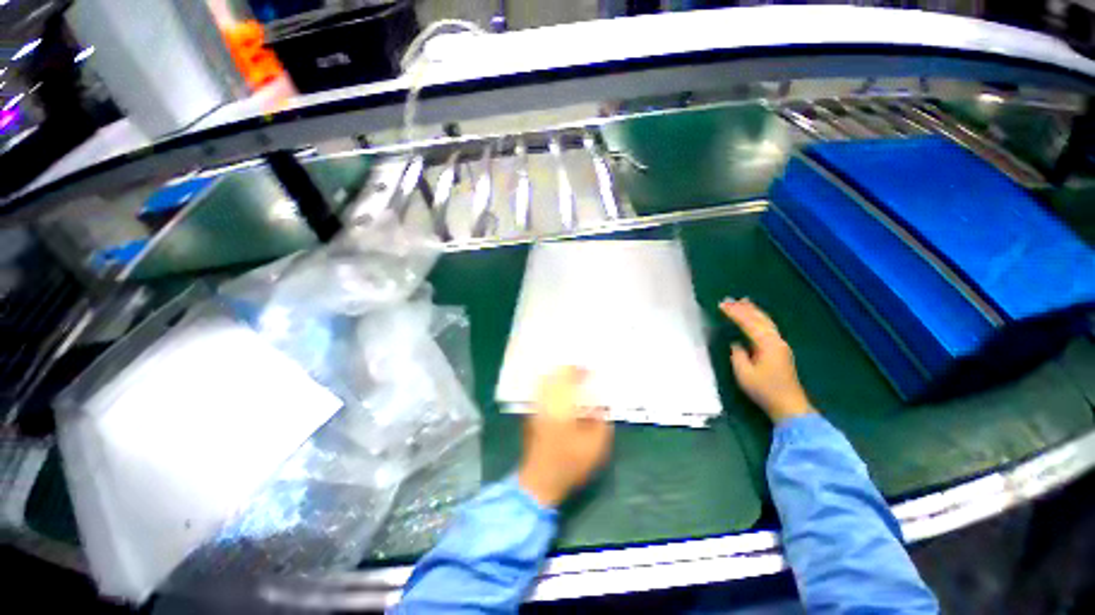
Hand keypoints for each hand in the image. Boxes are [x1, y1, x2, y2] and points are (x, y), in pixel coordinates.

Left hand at [518, 367, 613, 507]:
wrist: (540, 481)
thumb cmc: (570, 463)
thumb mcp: (595, 445)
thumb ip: (601, 421)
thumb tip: (600, 405)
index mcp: (562, 405)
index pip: (568, 377)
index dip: (579, 370)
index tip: (589, 369)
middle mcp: (546, 401)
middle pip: (553, 375)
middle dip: (567, 369)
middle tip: (580, 371)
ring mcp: (536, 407)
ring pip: (545, 381)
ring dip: (557, 376)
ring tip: (570, 378)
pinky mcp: (531, 414)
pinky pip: (541, 391)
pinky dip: (550, 385)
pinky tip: (559, 391)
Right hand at [720, 298, 813, 423]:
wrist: (789, 406)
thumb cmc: (764, 390)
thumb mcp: (744, 374)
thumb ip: (738, 355)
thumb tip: (736, 344)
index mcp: (767, 344)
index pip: (748, 323)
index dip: (735, 313)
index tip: (721, 305)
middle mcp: (776, 341)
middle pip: (760, 319)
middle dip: (745, 308)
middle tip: (729, 299)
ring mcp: (781, 345)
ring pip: (766, 322)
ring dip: (754, 311)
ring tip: (743, 302)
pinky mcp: (781, 350)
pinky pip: (768, 328)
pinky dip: (759, 319)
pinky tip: (755, 318)